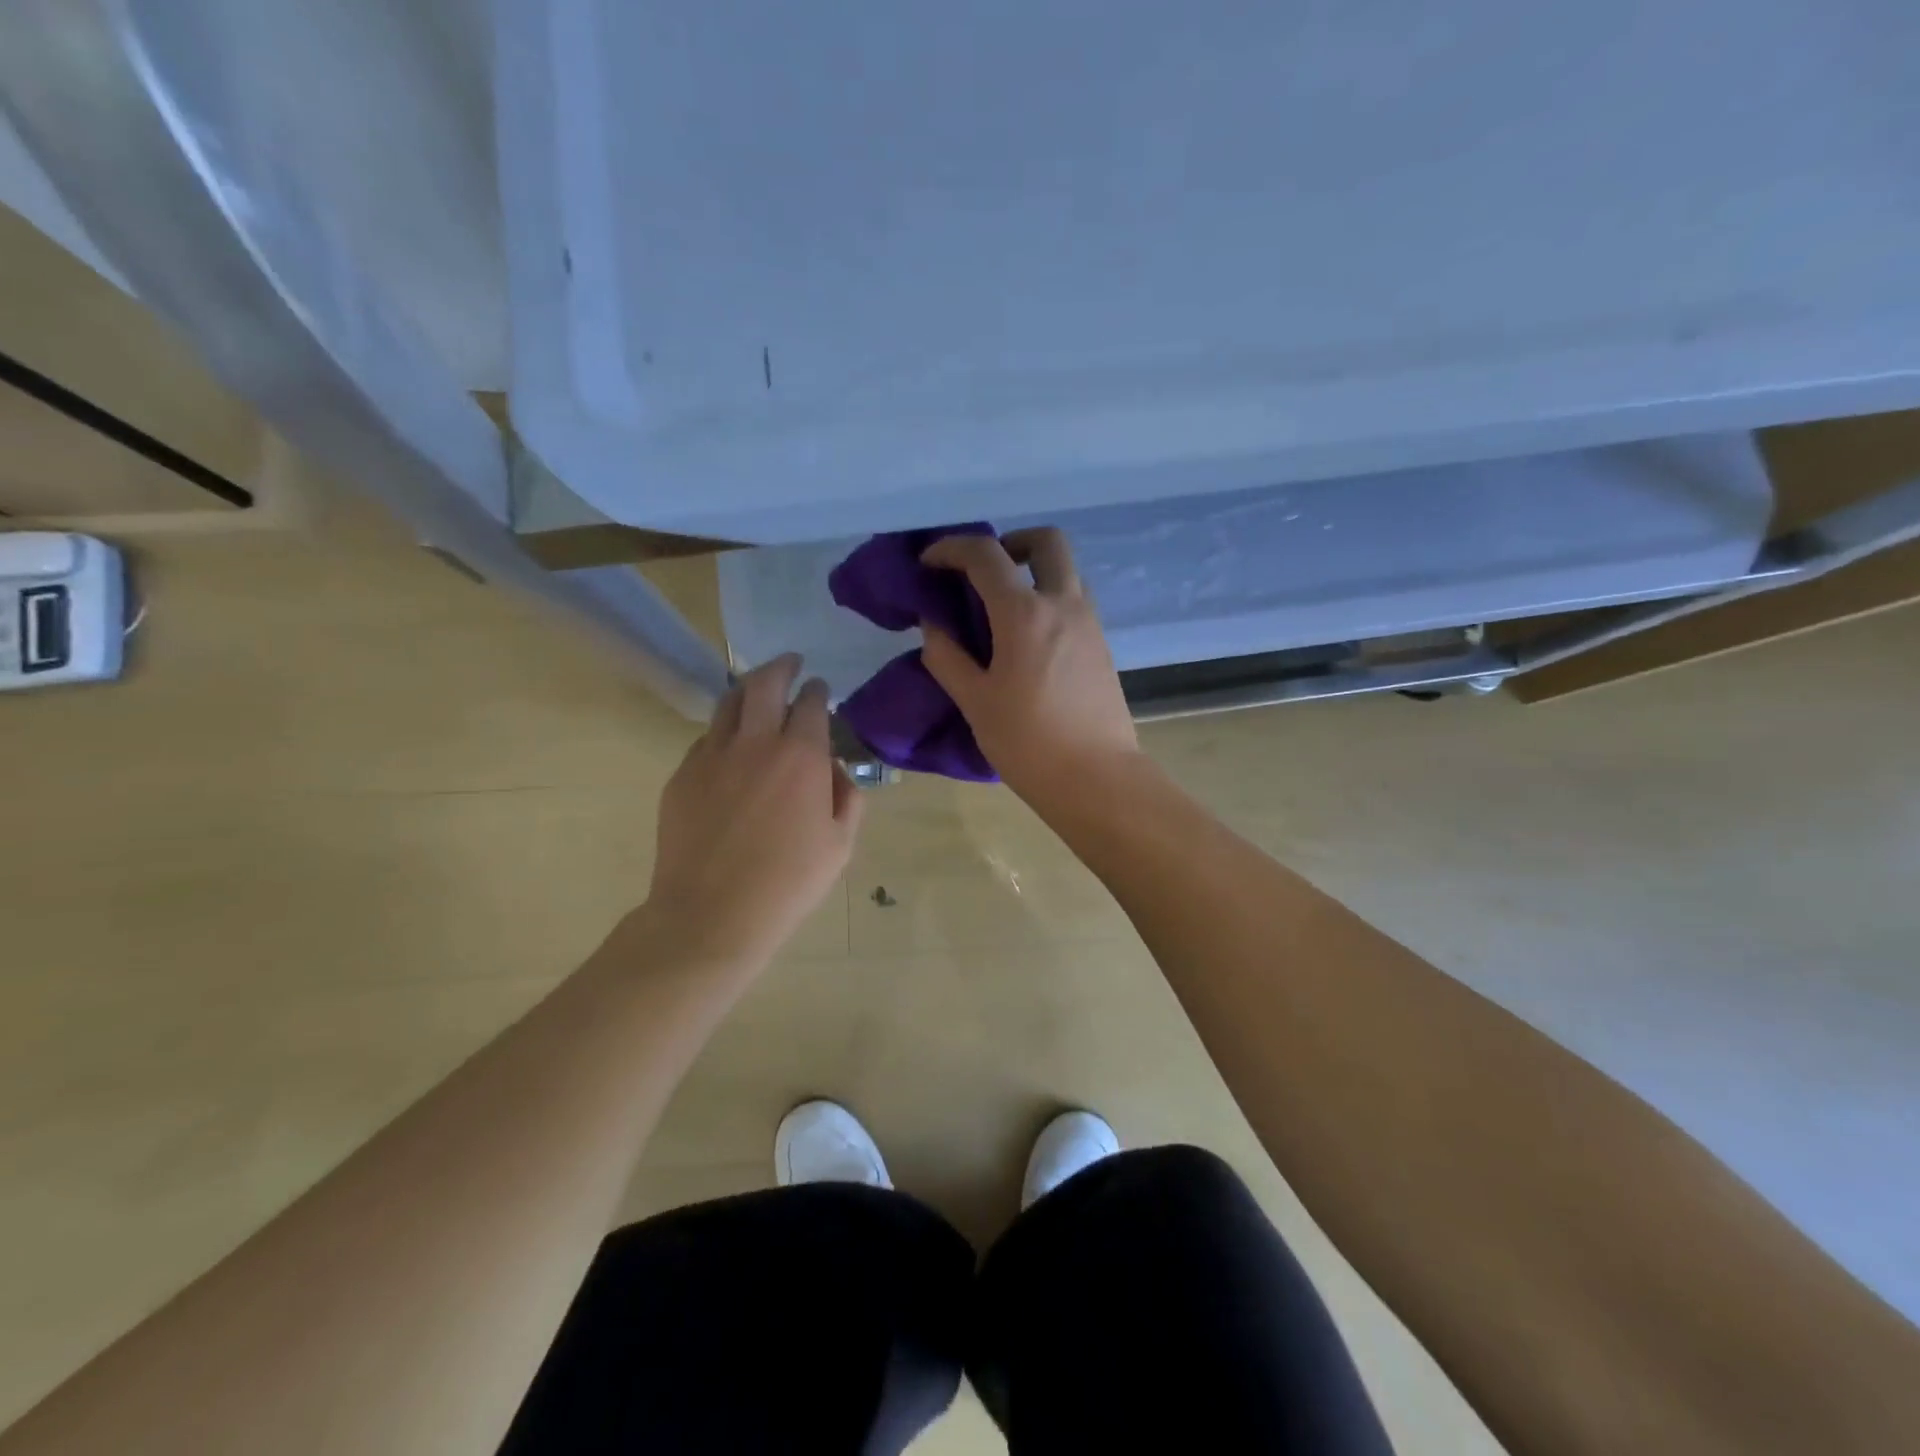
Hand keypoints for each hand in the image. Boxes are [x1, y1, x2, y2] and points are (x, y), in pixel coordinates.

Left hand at [641, 654, 863, 971]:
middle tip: (790, 664)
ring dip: (747, 690)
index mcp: (800, 756)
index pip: (811, 703)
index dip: (817, 690)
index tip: (820, 688)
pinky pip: (706, 739)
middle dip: (781, 667)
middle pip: (764, 683)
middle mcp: (755, 743)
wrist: (711, 914)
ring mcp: (712, 756)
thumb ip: (847, 798)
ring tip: (757, 692)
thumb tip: (836, 771)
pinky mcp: (682, 775)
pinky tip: (730, 748)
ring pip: (728, 703)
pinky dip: (724, 732)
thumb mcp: (839, 845)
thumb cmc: (788, 883)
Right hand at [919, 527, 1139, 802]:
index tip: (929, 562)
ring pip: (1065, 570)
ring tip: (1001, 609)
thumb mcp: (975, 702)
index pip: (985, 555)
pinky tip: (1026, 639)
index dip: (950, 548)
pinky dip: (1048, 598)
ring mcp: (1089, 623)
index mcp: (1025, 613)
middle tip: (982, 572)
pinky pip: (1074, 600)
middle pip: (1046, 541)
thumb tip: (934, 626)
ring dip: (1033, 571)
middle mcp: (1063, 604)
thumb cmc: (1028, 742)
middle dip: (1010, 543)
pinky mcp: (1101, 645)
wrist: (1097, 779)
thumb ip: (947, 657)